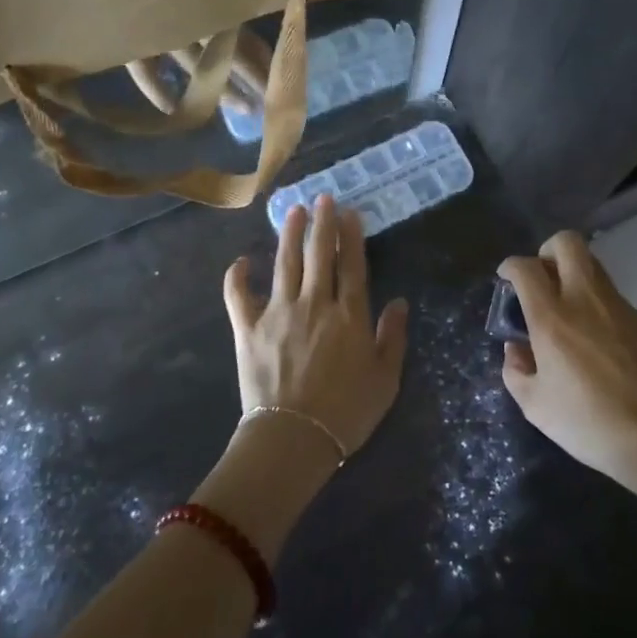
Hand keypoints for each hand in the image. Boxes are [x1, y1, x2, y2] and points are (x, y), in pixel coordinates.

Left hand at [222, 194, 409, 465]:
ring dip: (288, 234)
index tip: (349, 212)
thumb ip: (392, 337)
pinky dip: (238, 276)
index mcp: (349, 315)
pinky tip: (242, 260)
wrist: (293, 439)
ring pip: (284, 262)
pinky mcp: (248, 328)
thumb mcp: (385, 379)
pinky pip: (238, 295)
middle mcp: (314, 303)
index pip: (352, 265)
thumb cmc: (346, 413)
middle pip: (318, 254)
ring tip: (292, 210)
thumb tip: (399, 302)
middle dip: (321, 223)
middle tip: (322, 198)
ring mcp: (278, 312)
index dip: (351, 236)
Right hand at [498, 231, 636, 511]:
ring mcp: (618, 306)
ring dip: (572, 274)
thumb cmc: (590, 424)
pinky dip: (594, 301)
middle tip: (540, 281)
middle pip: (566, 243)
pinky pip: (610, 294)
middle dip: (547, 252)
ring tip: (564, 309)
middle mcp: (584, 300)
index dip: (510, 267)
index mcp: (552, 319)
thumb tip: (516, 348)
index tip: (506, 279)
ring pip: (592, 264)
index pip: (526, 268)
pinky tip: (593, 337)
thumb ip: (516, 371)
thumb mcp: (536, 407)